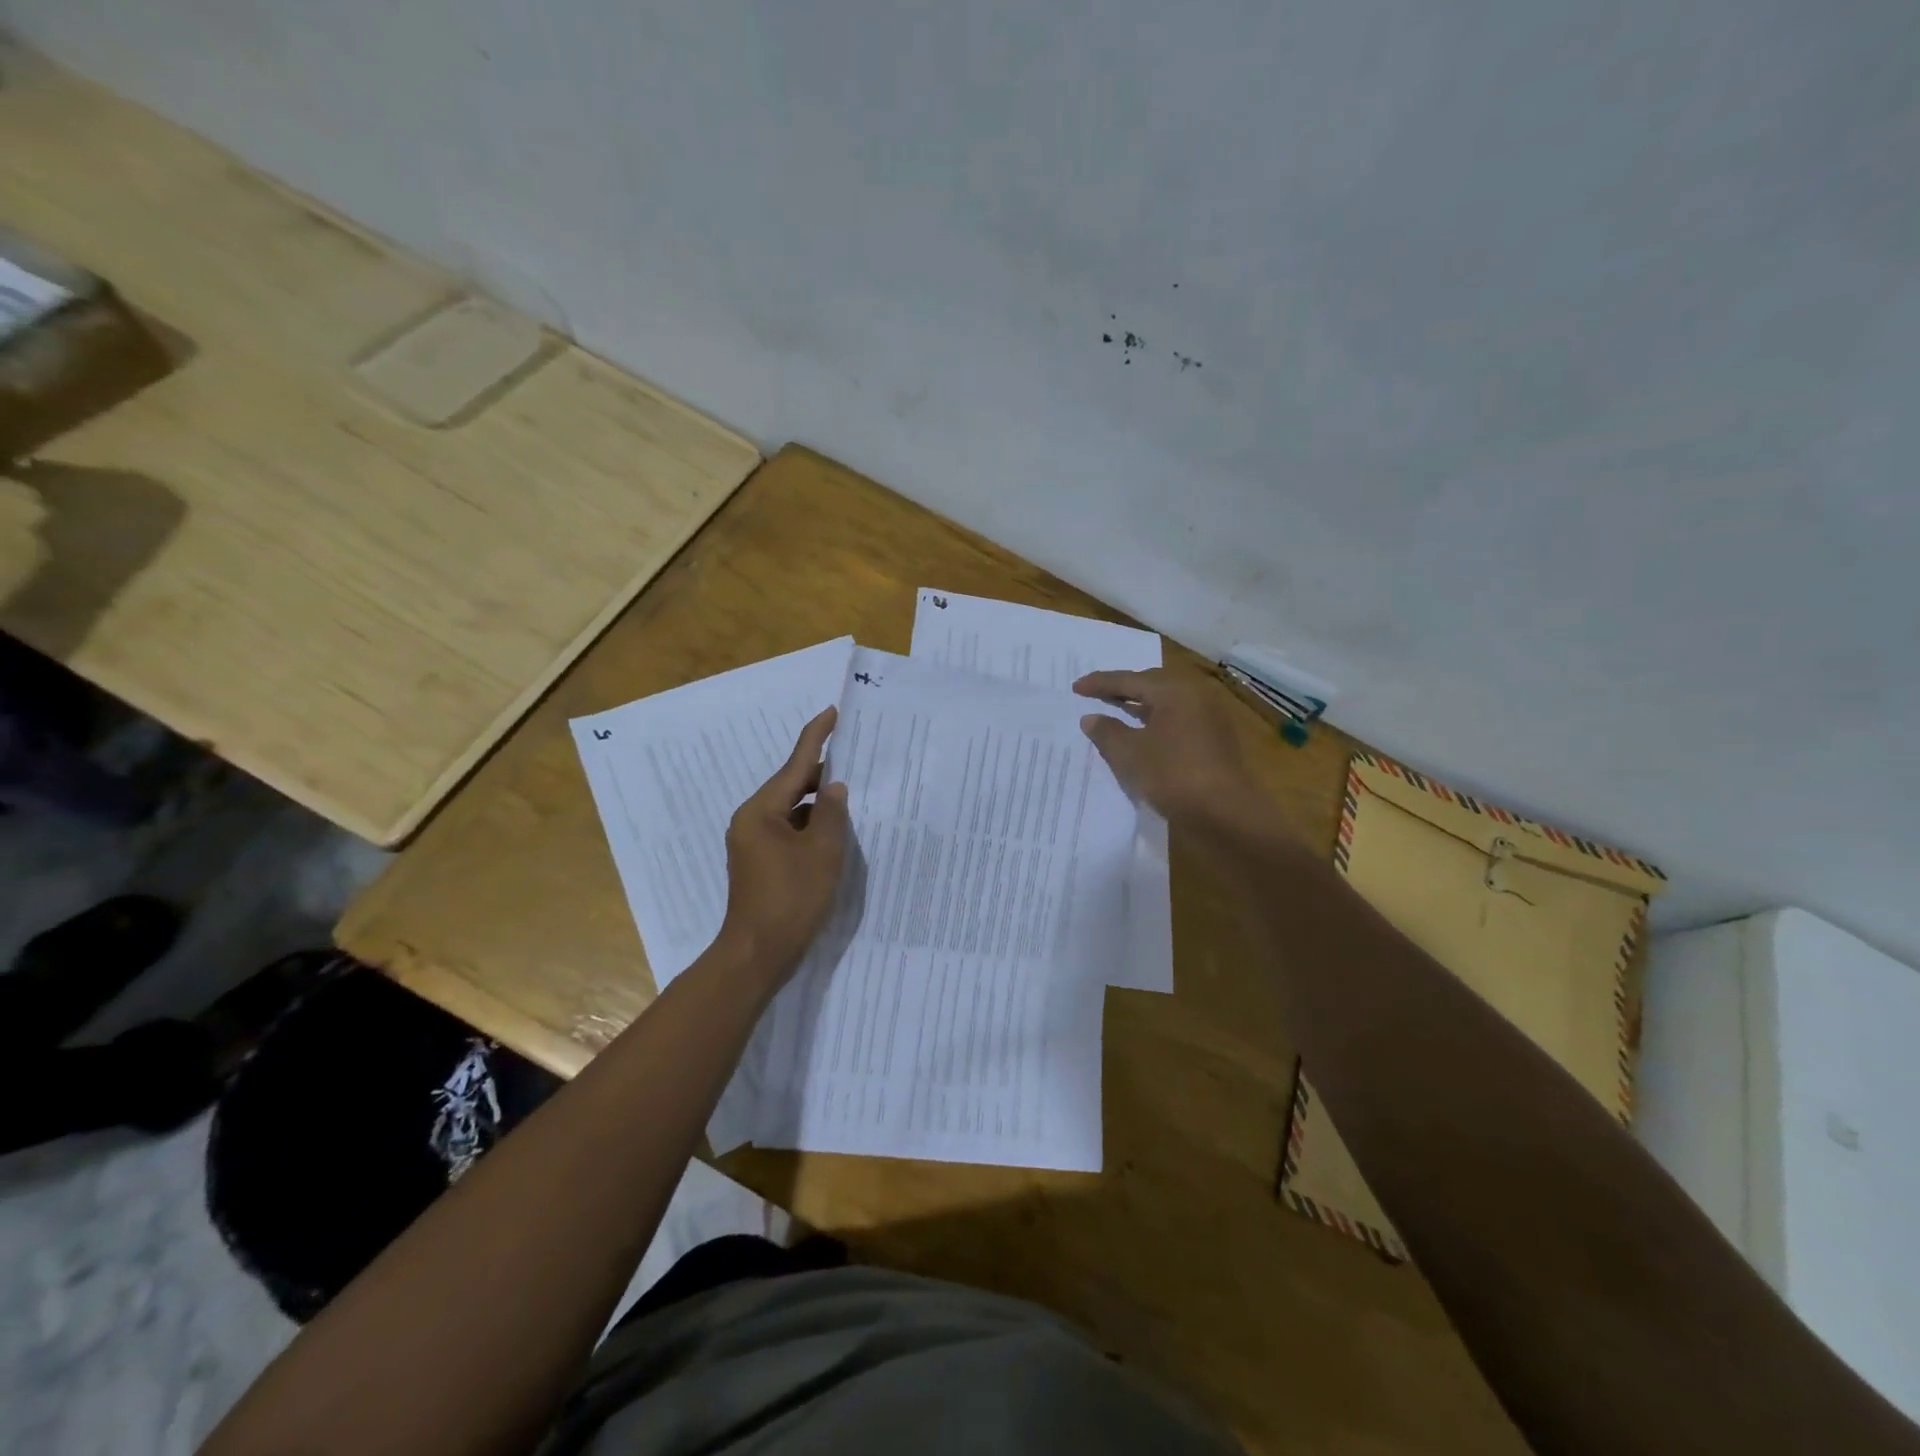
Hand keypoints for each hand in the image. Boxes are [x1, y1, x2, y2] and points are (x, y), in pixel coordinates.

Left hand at [716, 706, 851, 985]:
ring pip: (792, 811)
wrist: (757, 954)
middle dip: (823, 777)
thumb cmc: (791, 899)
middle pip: (792, 786)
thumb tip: (835, 787)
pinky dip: (811, 828)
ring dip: (819, 807)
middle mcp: (752, 820)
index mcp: (761, 811)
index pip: (795, 764)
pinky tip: (834, 837)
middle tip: (857, 767)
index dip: (816, 737)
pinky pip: (789, 831)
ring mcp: (753, 843)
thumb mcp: (822, 852)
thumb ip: (832, 813)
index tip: (832, 712)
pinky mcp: (760, 862)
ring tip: (853, 804)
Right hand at [1074, 667, 1257, 828]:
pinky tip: (1142, 736)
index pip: (1130, 679)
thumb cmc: (1173, 776)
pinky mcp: (1214, 740)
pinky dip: (1155, 722)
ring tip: (1116, 712)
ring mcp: (1209, 718)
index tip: (1075, 687)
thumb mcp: (1130, 754)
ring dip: (1140, 706)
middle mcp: (1195, 696)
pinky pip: (1177, 720)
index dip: (1100, 683)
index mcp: (1174, 691)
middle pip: (1152, 685)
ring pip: (1166, 704)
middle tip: (1097, 694)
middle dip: (1123, 689)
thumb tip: (1091, 717)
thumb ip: (1107, 732)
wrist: (1226, 814)